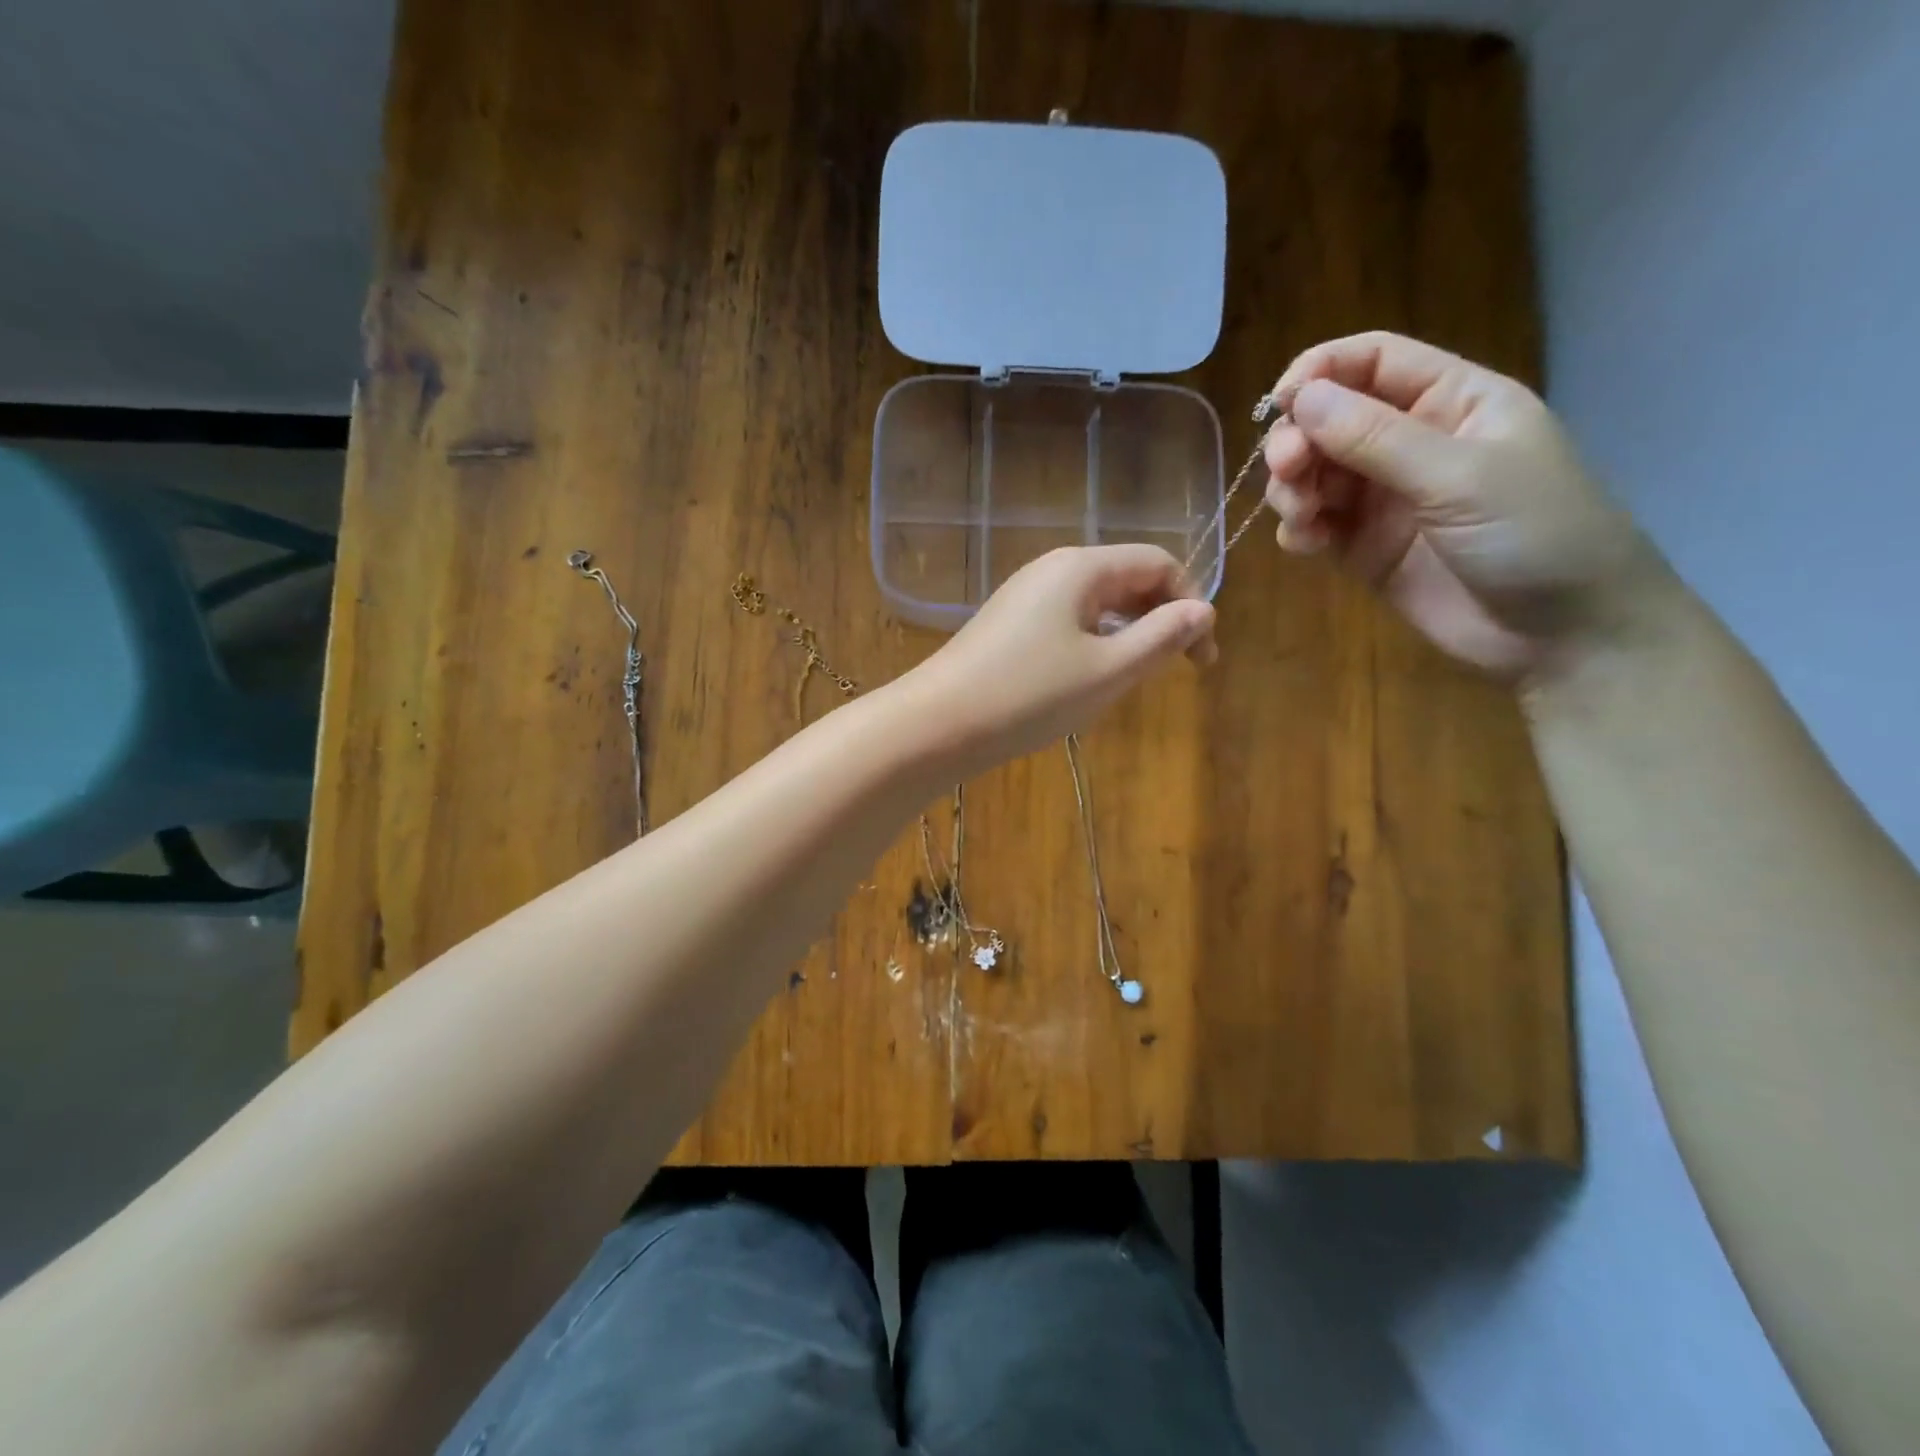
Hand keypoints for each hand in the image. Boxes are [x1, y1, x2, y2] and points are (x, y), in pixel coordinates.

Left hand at [896, 545, 1216, 772]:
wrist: (938, 723)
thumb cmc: (1030, 695)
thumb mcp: (1108, 671)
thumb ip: (1162, 637)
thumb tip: (1203, 610)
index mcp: (1082, 567)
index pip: (1158, 563)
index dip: (1190, 603)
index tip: (1200, 658)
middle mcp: (1053, 569)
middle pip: (1127, 578)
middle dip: (1160, 618)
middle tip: (1173, 670)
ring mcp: (1026, 596)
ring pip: (1097, 603)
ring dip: (1127, 634)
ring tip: (1132, 679)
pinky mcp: (1008, 624)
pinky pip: (1068, 621)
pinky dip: (1093, 642)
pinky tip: (1088, 680)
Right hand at [1263, 331, 1672, 684]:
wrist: (1560, 634)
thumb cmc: (1534, 534)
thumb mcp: (1459, 476)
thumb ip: (1376, 438)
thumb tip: (1301, 398)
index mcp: (1451, 401)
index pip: (1373, 362)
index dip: (1321, 372)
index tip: (1279, 403)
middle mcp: (1411, 442)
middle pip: (1330, 420)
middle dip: (1298, 441)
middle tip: (1287, 471)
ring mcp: (1384, 499)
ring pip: (1314, 474)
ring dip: (1292, 489)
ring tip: (1302, 517)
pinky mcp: (1364, 548)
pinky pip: (1315, 525)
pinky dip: (1299, 529)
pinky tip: (1307, 543)